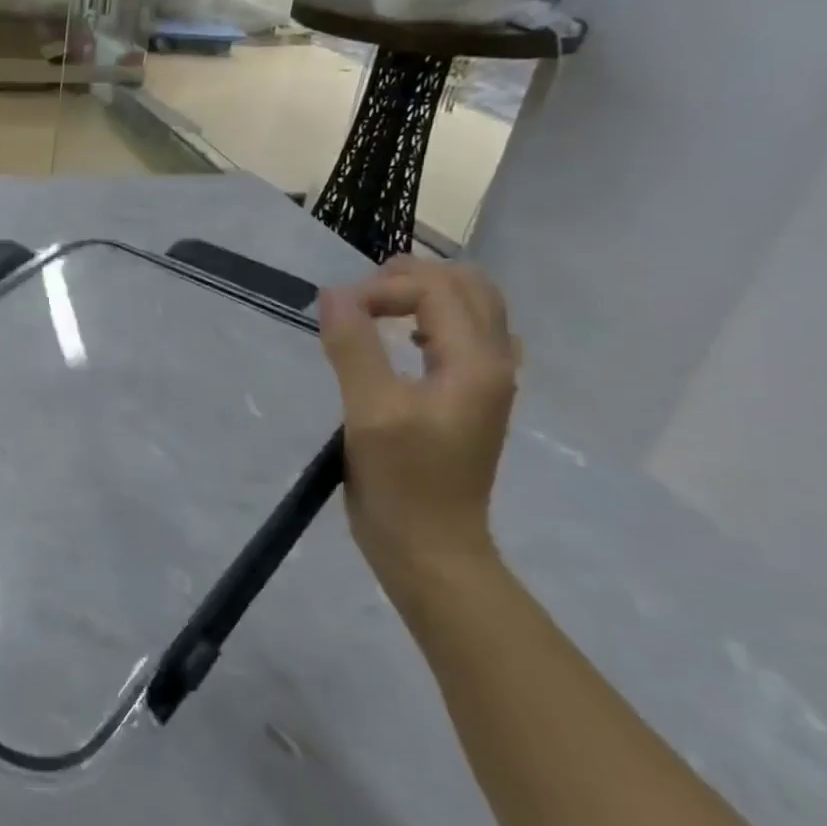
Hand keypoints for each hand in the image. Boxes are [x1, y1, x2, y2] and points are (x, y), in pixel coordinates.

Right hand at [317, 256, 518, 589]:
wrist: (430, 547)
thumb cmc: (401, 481)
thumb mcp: (369, 412)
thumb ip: (353, 347)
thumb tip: (333, 294)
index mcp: (476, 362)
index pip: (435, 290)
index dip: (381, 289)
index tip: (335, 314)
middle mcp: (493, 363)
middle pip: (468, 287)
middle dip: (411, 278)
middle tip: (358, 296)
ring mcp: (486, 382)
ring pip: (470, 310)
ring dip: (423, 296)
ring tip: (374, 310)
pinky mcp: (469, 399)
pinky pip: (463, 337)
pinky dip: (431, 323)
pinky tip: (402, 342)